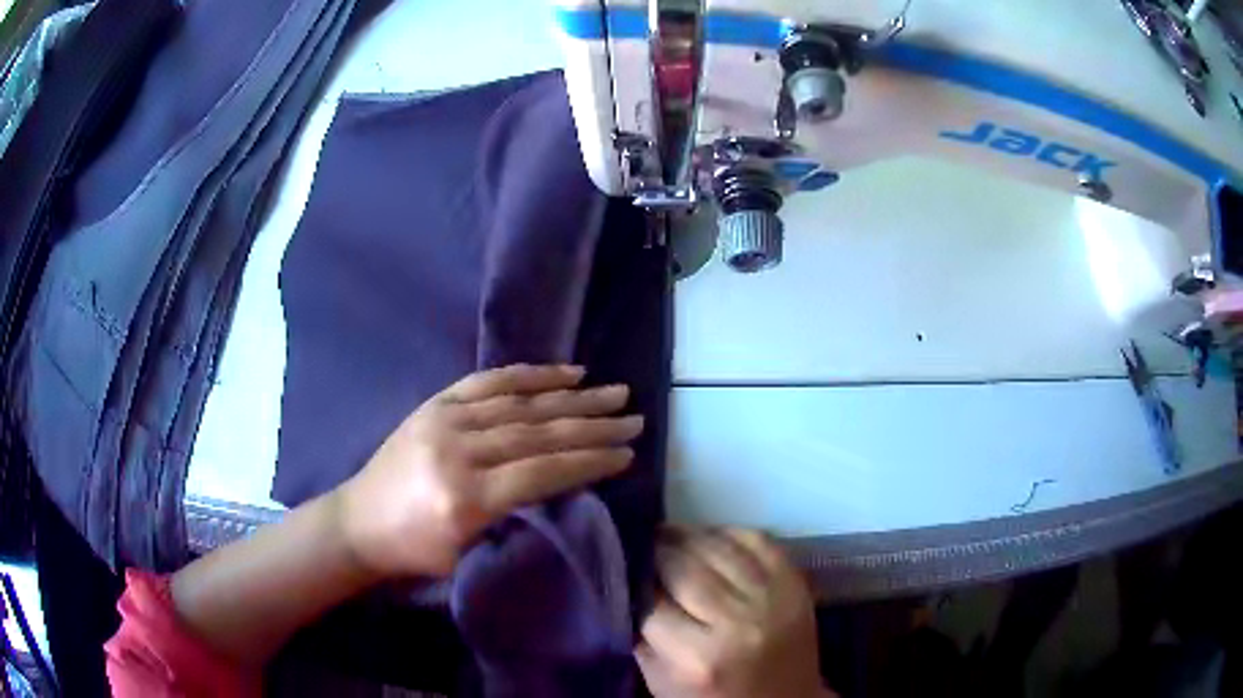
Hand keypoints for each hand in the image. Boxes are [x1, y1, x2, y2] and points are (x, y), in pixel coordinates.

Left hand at [336, 364, 642, 578]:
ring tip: (612, 392)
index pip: (543, 472)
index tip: (627, 453)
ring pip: (520, 404)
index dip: (589, 461)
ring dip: (572, 397)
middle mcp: (458, 451)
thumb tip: (559, 480)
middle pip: (539, 433)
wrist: (358, 523)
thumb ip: (513, 514)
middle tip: (633, 416)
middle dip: (593, 425)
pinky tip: (563, 372)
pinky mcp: (435, 403)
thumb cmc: (414, 551)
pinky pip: (489, 382)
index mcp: (466, 499)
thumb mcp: (467, 552)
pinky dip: (530, 375)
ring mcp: (444, 420)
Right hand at [636, 529, 832, 697]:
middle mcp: (737, 623)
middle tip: (641, 546)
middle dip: (655, 552)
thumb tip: (627, 585)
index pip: (649, 602)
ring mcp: (772, 598)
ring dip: (686, 536)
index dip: (633, 581)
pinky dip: (725, 533)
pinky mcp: (794, 583)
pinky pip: (754, 539)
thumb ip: (642, 636)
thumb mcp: (662, 682)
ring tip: (668, 536)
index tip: (623, 569)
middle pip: (681, 566)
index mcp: (699, 658)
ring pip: (716, 546)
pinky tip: (708, 538)